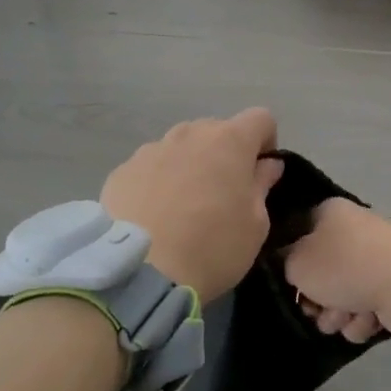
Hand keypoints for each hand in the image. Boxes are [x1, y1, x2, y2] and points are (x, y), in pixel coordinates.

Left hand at [100, 109, 283, 299]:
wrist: (141, 272)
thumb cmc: (213, 246)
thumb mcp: (256, 224)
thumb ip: (262, 185)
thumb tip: (267, 165)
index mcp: (230, 141)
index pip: (260, 118)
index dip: (266, 142)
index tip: (260, 174)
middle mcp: (190, 134)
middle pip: (217, 130)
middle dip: (225, 154)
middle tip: (223, 194)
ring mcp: (151, 149)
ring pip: (181, 147)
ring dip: (190, 165)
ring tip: (183, 206)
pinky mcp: (122, 170)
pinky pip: (151, 167)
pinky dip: (158, 182)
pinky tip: (154, 216)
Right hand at [283, 199, 390, 340]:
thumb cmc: (344, 266)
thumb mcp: (297, 262)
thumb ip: (283, 262)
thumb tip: (288, 262)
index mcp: (329, 213)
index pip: (296, 233)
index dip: (287, 260)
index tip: (285, 280)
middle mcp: (352, 232)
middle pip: (319, 272)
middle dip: (315, 299)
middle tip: (315, 308)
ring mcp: (373, 260)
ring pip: (339, 296)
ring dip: (337, 314)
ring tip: (345, 316)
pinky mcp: (390, 287)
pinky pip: (363, 309)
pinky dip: (362, 319)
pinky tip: (368, 318)